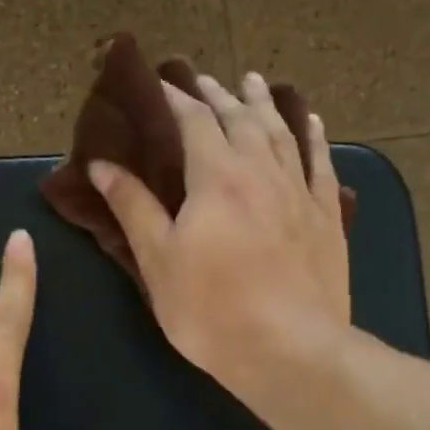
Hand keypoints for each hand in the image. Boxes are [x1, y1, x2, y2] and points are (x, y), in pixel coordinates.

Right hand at [88, 71, 350, 401]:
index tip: (159, 84)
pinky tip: (311, 123)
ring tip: (251, 82)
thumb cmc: (212, 310)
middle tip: (202, 79)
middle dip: (218, 95)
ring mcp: (300, 192)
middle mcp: (261, 171)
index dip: (176, 98)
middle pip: (240, 118)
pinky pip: (321, 164)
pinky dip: (313, 138)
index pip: (194, 120)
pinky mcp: (326, 217)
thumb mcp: (158, 261)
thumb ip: (133, 207)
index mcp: (216, 177)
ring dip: (263, 104)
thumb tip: (102, 164)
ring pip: (281, 132)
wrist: (290, 350)